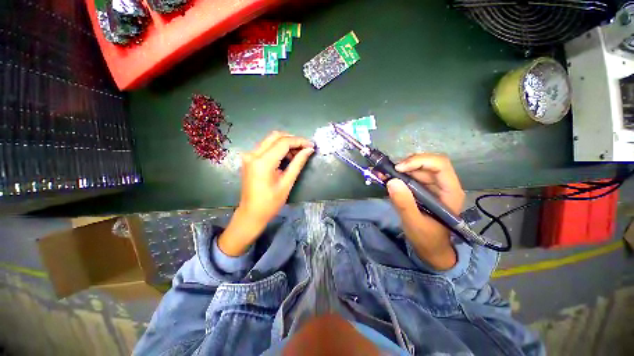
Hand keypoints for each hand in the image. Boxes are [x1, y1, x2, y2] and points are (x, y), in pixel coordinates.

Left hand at [218, 131, 314, 255]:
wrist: (251, 213)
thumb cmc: (270, 203)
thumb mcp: (287, 183)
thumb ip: (298, 163)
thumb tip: (309, 150)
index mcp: (262, 162)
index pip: (283, 142)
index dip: (299, 141)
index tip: (311, 145)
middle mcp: (253, 154)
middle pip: (276, 136)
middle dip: (293, 140)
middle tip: (305, 148)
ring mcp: (249, 155)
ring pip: (271, 140)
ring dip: (286, 143)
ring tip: (298, 154)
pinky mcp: (250, 159)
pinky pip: (266, 146)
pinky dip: (278, 148)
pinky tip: (287, 156)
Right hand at [386, 153, 464, 270]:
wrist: (430, 248)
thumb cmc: (427, 238)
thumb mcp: (414, 223)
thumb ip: (404, 203)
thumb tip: (392, 181)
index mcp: (449, 192)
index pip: (440, 165)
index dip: (419, 161)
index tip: (398, 169)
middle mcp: (443, 185)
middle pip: (427, 163)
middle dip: (406, 164)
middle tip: (388, 171)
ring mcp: (433, 186)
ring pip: (417, 167)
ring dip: (399, 168)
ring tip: (383, 174)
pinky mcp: (422, 188)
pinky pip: (410, 175)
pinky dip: (397, 174)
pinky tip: (385, 178)